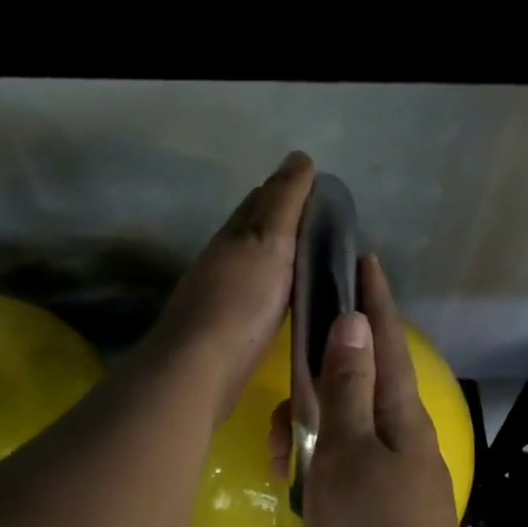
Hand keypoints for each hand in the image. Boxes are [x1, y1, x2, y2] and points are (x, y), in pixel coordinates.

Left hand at [149, 152, 314, 422]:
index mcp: (235, 233)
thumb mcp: (268, 242)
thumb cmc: (239, 301)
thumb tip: (299, 157)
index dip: (291, 188)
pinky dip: (276, 286)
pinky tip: (289, 298)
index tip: (324, 191)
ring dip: (281, 255)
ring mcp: (222, 294)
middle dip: (286, 219)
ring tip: (316, 260)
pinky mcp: (228, 328)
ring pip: (256, 263)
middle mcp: (224, 258)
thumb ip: (284, 202)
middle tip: (327, 225)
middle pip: (256, 228)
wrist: (200, 368)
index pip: (263, 198)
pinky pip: (258, 295)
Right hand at [300, 256, 477, 526]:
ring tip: (279, 455)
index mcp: (401, 415)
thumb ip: (349, 387)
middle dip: (319, 379)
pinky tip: (289, 482)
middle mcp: (400, 437)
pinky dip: (313, 467)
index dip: (374, 299)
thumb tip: (354, 323)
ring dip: (307, 432)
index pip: (385, 341)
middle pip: (358, 384)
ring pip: (340, 429)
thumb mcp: (349, 450)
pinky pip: (337, 467)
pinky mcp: (373, 506)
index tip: (362, 259)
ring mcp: (388, 473)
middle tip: (288, 389)